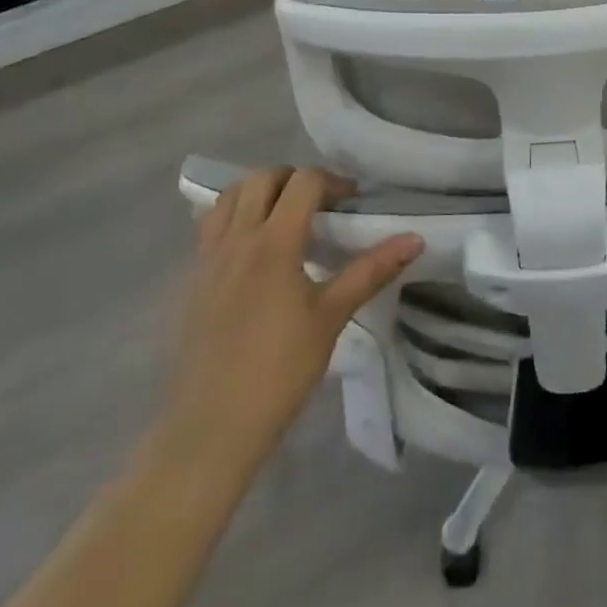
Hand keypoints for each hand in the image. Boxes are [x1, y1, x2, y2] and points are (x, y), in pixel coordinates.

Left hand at [159, 168, 422, 468]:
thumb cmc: (279, 371)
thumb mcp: (332, 317)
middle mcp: (237, 238)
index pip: (303, 182)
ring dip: (259, 192)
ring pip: (229, 197)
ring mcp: (207, 258)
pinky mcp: (190, 280)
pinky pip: (210, 226)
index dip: (332, 182)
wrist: (211, 428)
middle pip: (262, 178)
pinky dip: (233, 217)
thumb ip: (371, 271)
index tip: (352, 202)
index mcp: (274, 243)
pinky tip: (252, 250)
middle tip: (318, 204)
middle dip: (294, 179)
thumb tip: (415, 239)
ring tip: (283, 217)